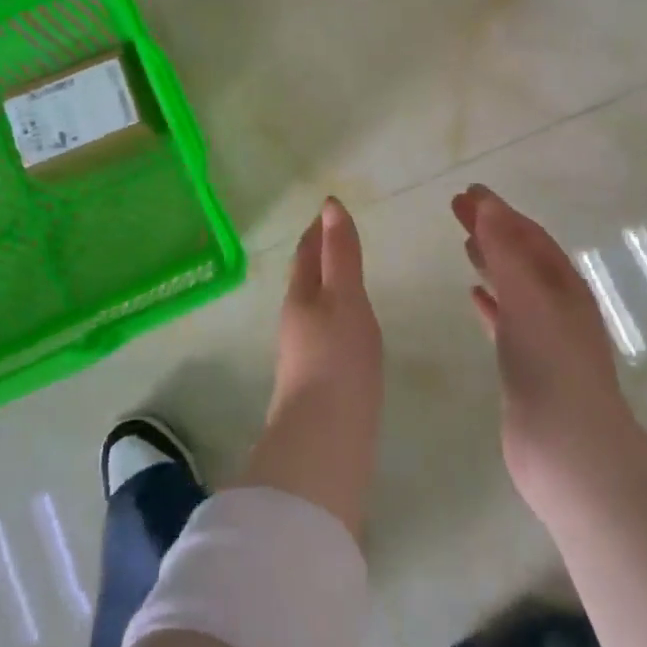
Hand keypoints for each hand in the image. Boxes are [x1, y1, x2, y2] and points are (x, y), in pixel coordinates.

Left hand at [233, 198, 383, 539]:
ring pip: (313, 308)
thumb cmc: (338, 359)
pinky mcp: (317, 382)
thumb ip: (341, 254)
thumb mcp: (345, 297)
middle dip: (318, 257)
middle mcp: (296, 322)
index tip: (327, 212)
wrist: (324, 441)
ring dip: (326, 288)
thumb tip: (330, 205)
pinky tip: (349, 330)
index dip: (317, 231)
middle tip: (337, 239)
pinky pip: (325, 335)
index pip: (306, 254)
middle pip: (306, 280)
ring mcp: (303, 354)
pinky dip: (336, 318)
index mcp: (301, 297)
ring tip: (346, 279)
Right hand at [451, 185, 634, 508]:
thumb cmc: (550, 364)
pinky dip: (489, 303)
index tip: (468, 192)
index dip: (499, 211)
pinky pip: (505, 321)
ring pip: (512, 287)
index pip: (528, 235)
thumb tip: (487, 204)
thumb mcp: (528, 297)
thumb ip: (505, 250)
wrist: (567, 449)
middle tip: (457, 208)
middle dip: (491, 230)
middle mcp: (557, 305)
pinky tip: (473, 296)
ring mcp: (543, 337)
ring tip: (464, 245)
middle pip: (519, 256)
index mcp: (564, 285)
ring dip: (491, 262)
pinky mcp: (525, 366)